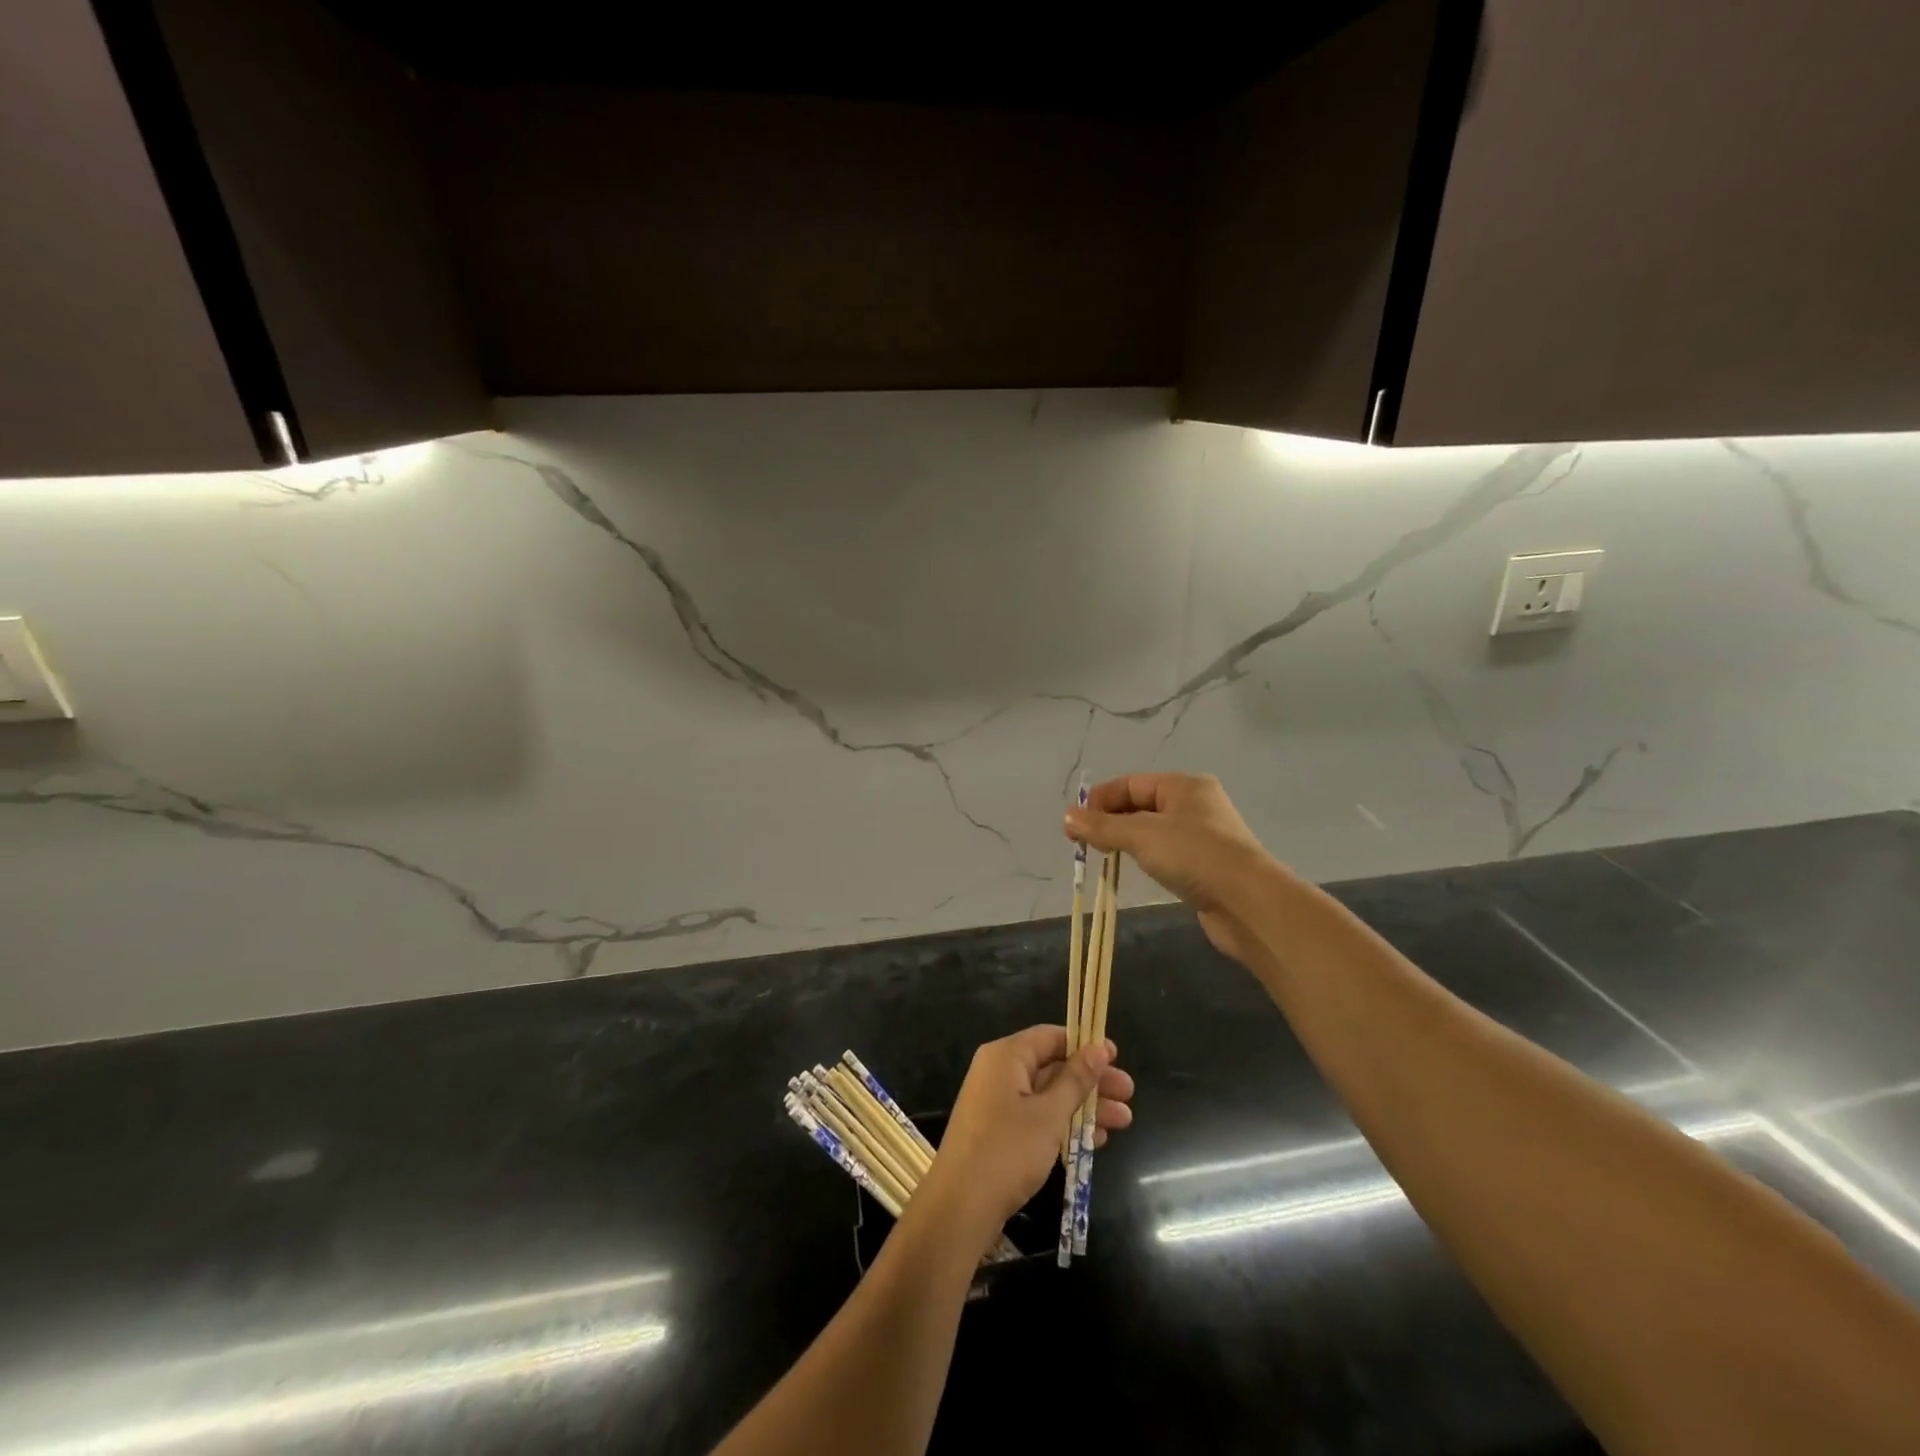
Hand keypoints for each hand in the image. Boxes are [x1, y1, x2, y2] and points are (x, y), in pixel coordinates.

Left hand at [928, 1026, 1133, 1235]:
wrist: (960, 1207)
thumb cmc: (1007, 1150)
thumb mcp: (1049, 1114)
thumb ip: (1076, 1080)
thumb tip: (1099, 1048)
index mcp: (1006, 1056)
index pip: (1051, 1037)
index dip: (1085, 1045)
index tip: (1116, 1058)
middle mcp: (999, 1072)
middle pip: (1053, 1066)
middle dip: (1091, 1081)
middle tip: (1128, 1094)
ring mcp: (997, 1103)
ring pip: (1049, 1095)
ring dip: (1084, 1106)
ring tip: (1123, 1121)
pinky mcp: (999, 1131)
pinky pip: (1038, 1117)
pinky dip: (1064, 1124)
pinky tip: (1094, 1140)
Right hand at [1065, 772, 1281, 963]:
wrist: (1249, 902)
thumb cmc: (1194, 855)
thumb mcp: (1141, 835)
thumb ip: (1102, 826)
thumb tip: (1067, 816)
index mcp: (1184, 786)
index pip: (1130, 784)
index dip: (1099, 800)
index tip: (1072, 824)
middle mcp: (1196, 805)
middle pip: (1141, 805)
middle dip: (1109, 820)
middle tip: (1082, 843)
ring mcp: (1204, 836)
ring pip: (1153, 831)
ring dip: (1126, 839)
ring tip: (1102, 856)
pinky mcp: (1207, 866)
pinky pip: (1167, 853)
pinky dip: (1146, 857)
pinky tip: (1135, 869)